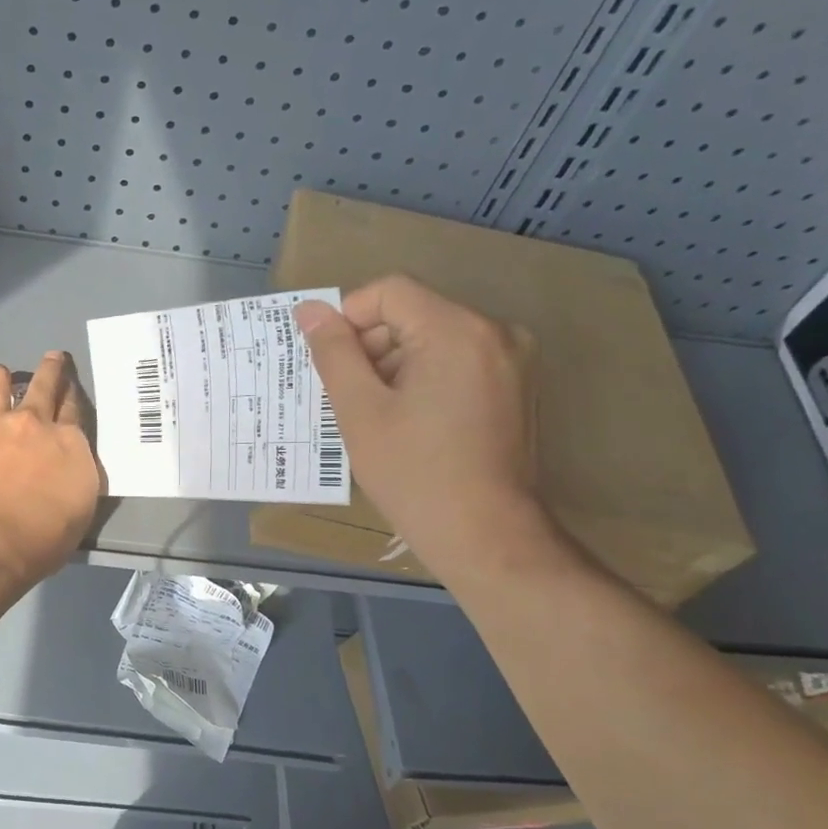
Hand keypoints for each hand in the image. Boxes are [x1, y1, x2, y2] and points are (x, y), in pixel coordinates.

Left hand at [0, 353, 100, 587]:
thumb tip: (68, 467)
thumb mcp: (80, 509)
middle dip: (50, 368)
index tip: (69, 388)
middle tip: (52, 359)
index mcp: (67, 443)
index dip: (71, 394)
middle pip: (44, 384)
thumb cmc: (42, 538)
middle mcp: (31, 423)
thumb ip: (75, 477)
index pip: (73, 408)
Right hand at [296, 277, 553, 583]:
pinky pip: (458, 360)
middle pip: (415, 313)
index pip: (390, 292)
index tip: (332, 365)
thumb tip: (310, 311)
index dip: (349, 318)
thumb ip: (334, 353)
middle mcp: (495, 332)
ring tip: (377, 416)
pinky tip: (410, 422)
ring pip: (435, 338)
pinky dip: (425, 378)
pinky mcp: (517, 385)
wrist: (486, 536)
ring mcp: (513, 359)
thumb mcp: (360, 412)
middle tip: (350, 397)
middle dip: (373, 346)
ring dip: (396, 364)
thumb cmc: (415, 475)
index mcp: (457, 331)